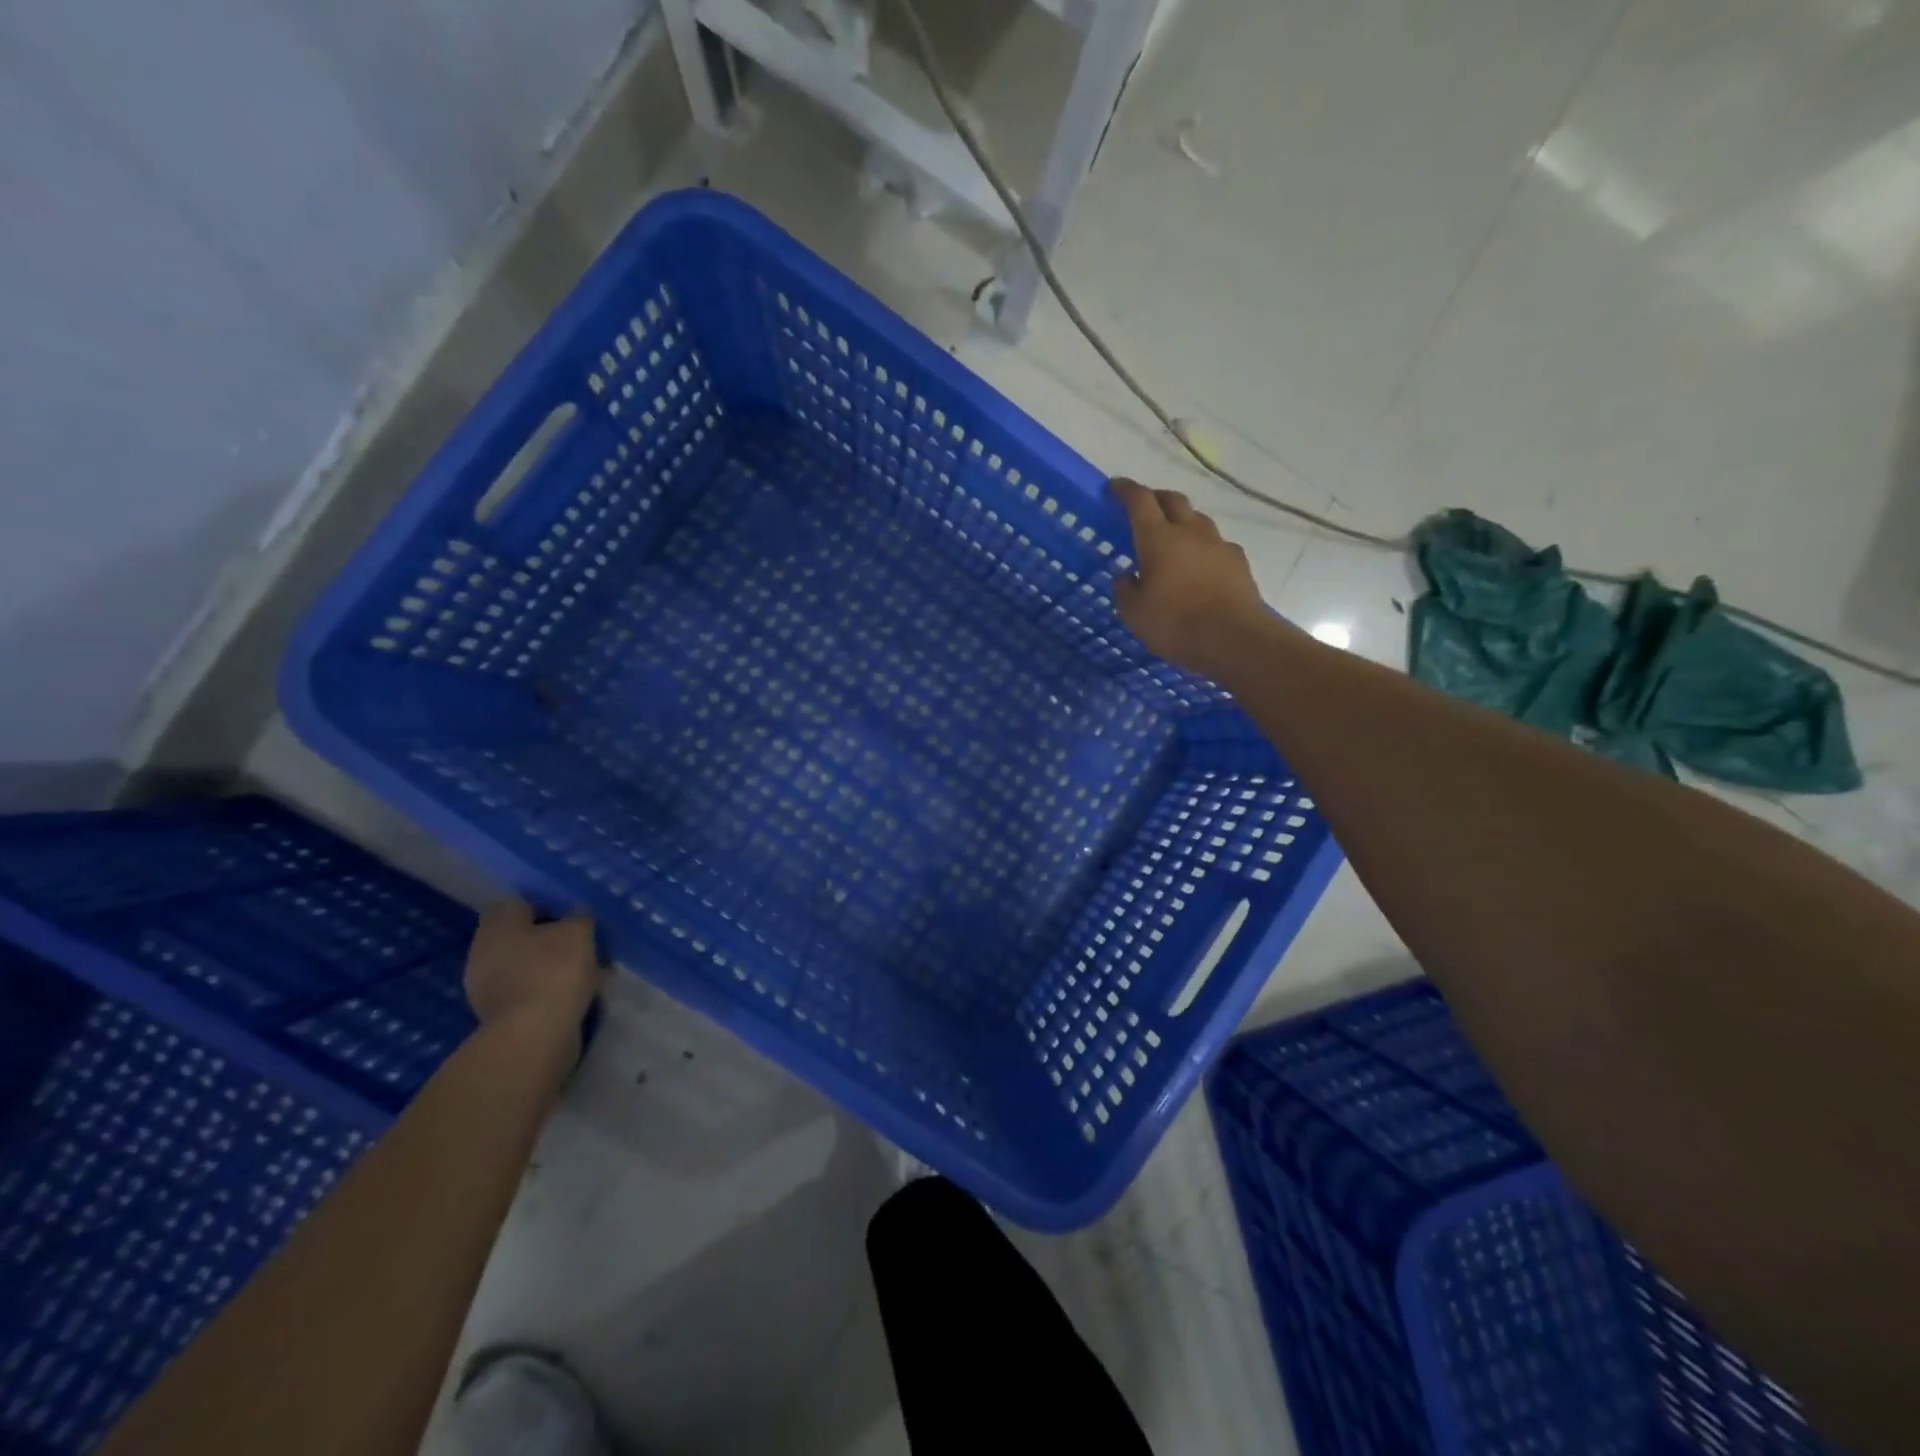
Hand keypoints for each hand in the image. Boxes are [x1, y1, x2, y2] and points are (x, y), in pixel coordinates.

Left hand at [464, 900, 602, 1037]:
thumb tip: (576, 915)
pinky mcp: (502, 1014)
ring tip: (595, 969)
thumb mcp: (578, 931)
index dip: (547, 905)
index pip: (518, 903)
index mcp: (496, 926)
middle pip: (524, 936)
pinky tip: (584, 992)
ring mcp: (489, 987)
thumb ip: (579, 917)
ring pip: (531, 965)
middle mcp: (484, 953)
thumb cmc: (553, 969)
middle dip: (555, 938)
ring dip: (558, 965)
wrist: (533, 1035)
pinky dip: (555, 988)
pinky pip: (534, 990)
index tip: (575, 915)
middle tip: (587, 942)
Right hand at [1110, 477, 1274, 678]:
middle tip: (1143, 508)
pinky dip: (1204, 548)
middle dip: (1155, 498)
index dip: (1124, 490)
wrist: (1234, 638)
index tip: (1113, 487)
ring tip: (1173, 539)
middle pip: (1173, 500)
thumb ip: (1125, 589)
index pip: (1139, 500)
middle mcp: (1190, 532)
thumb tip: (1128, 576)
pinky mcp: (1239, 562)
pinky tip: (1200, 566)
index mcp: (1158, 538)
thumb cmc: (1176, 623)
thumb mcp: (1134, 613)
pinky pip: (1217, 545)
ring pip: (1197, 520)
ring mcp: (1218, 545)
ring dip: (1182, 522)